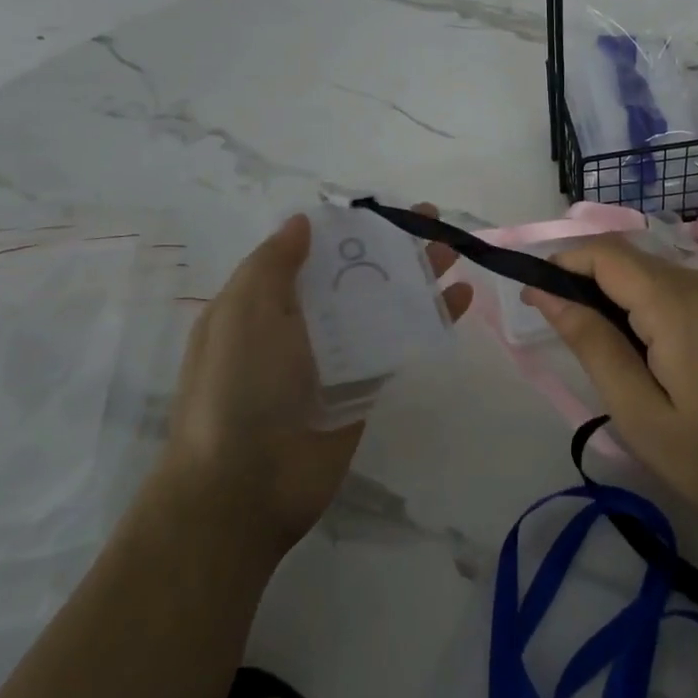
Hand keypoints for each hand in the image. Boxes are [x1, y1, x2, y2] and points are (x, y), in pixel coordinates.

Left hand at [159, 205, 472, 556]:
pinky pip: (401, 344)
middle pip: (357, 274)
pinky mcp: (366, 387)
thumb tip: (302, 222)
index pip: (315, 253)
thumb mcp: (243, 312)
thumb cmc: (238, 387)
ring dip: (418, 277)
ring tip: (455, 251)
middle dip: (393, 246)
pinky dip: (430, 319)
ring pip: (384, 305)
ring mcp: (337, 357)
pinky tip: (460, 299)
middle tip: (433, 220)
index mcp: (267, 302)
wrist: (244, 487)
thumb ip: (274, 264)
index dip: (350, 229)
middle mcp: (303, 324)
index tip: (385, 209)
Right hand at [523, 235, 697, 541]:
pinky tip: (651, 353)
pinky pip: (681, 289)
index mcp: (676, 301)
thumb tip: (547, 293)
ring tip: (609, 356)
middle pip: (629, 260)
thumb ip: (593, 345)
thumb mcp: (641, 414)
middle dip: (586, 283)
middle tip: (567, 339)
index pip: (604, 252)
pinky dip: (650, 305)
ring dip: (619, 297)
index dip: (561, 263)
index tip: (532, 297)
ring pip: (654, 273)